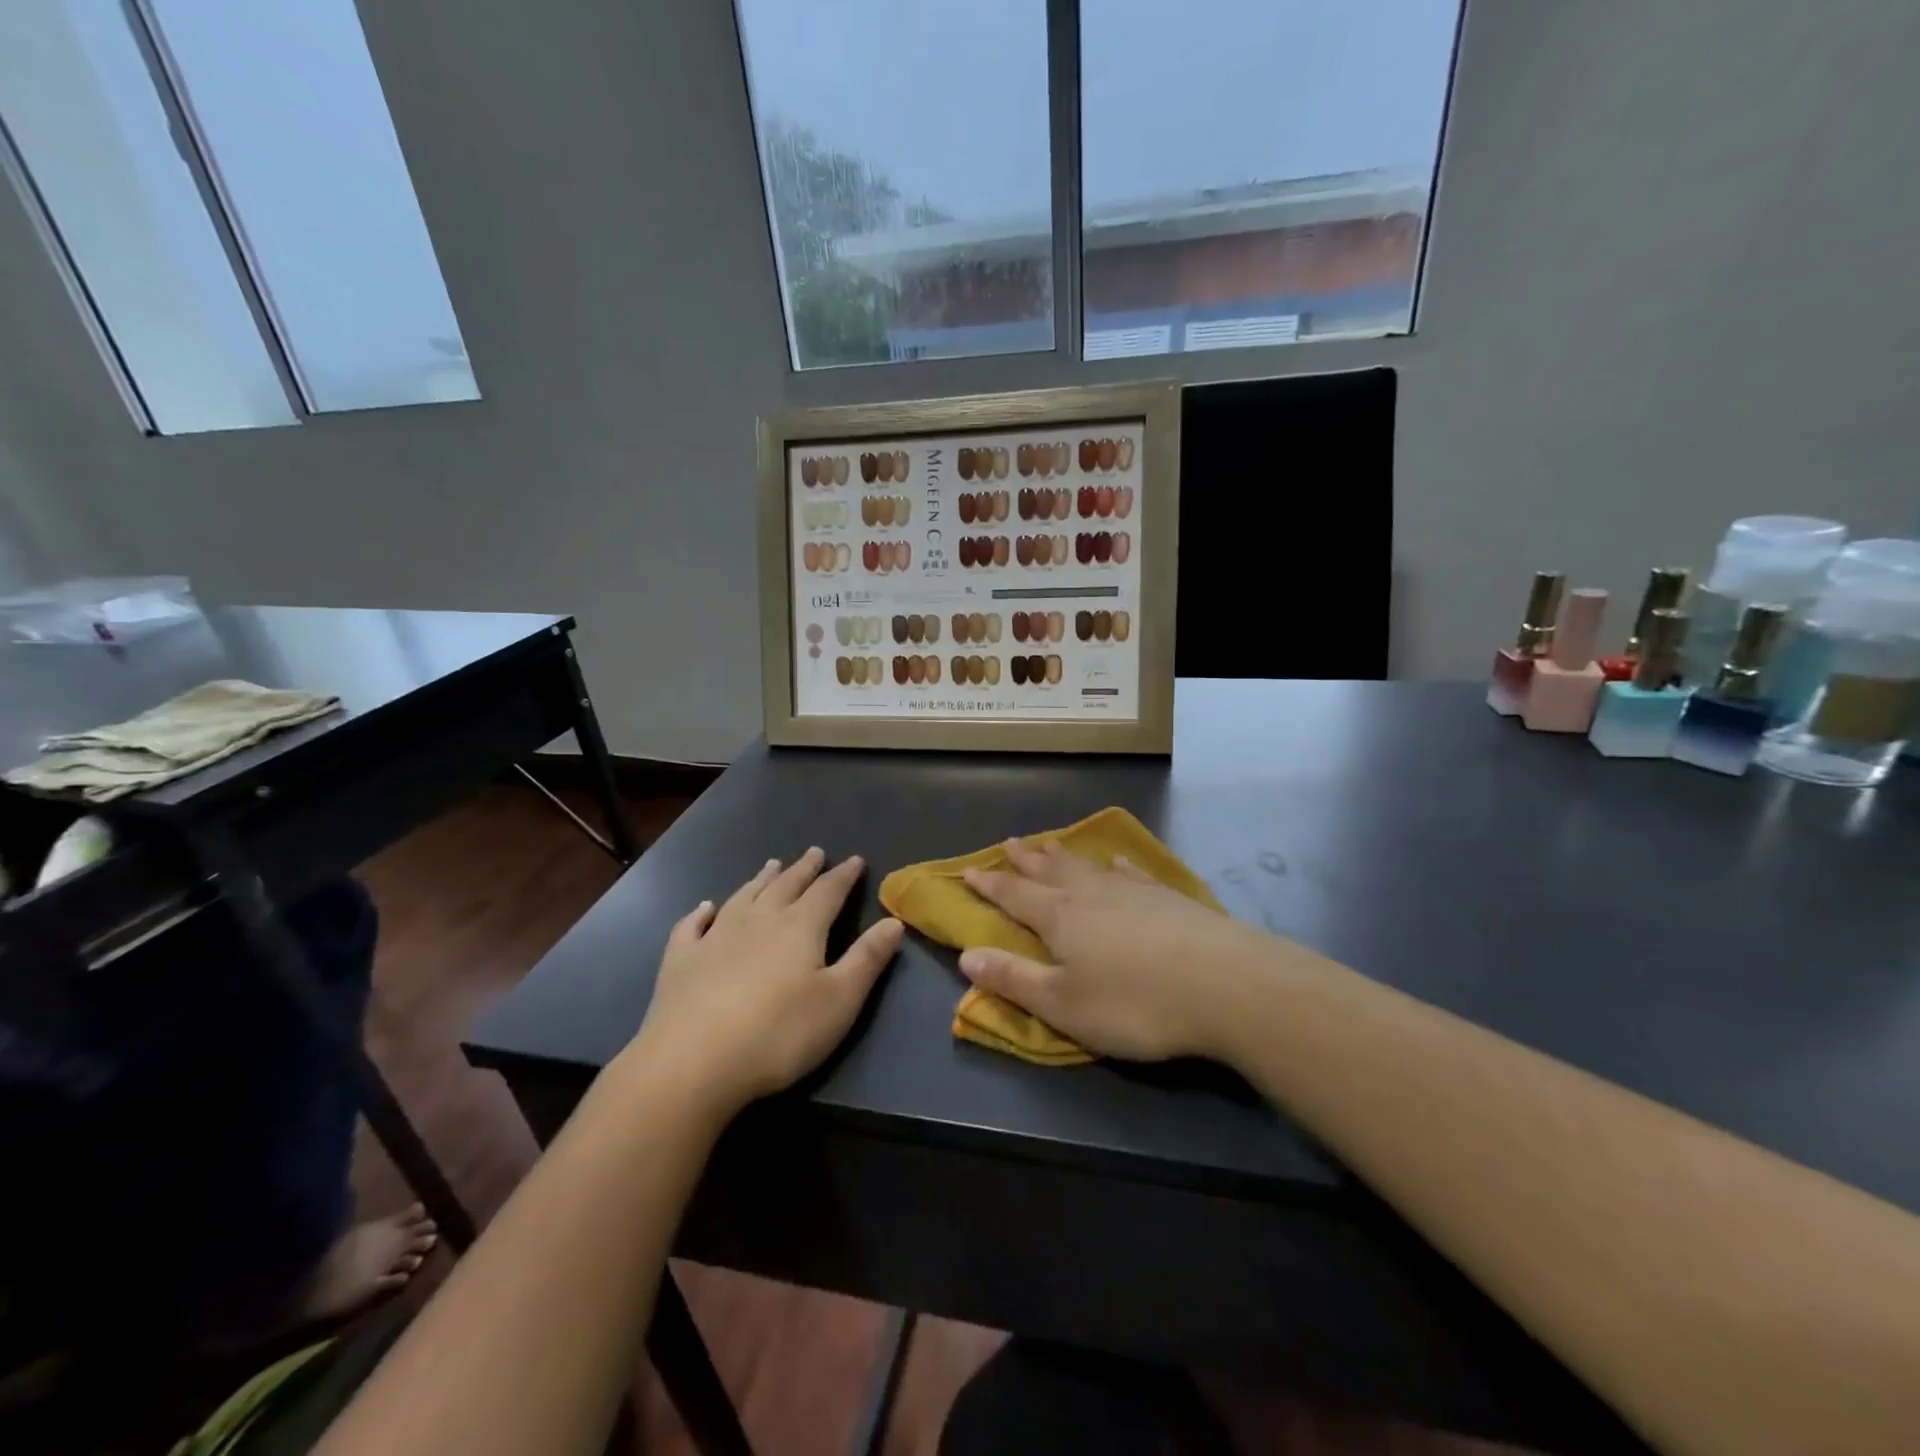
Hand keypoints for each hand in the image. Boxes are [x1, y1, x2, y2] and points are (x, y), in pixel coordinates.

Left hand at [625, 848, 902, 1116]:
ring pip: (744, 897)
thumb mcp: (839, 1000)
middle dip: (804, 869)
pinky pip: (692, 926)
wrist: (693, 1062)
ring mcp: (715, 937)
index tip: (855, 860)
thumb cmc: (779, 1034)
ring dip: (760, 880)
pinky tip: (705, 908)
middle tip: (814, 853)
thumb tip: (894, 920)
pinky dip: (701, 913)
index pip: (828, 891)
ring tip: (772, 865)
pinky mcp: (681, 960)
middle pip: (786, 886)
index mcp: (800, 927)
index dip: (844, 875)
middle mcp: (759, 920)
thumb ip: (867, 959)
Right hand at [959, 840, 1259, 1061]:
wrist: (1226, 985)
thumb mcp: (1063, 1005)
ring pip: (1088, 867)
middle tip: (1010, 843)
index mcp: (1060, 918)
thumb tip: (966, 955)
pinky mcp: (1169, 899)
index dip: (990, 886)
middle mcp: (1091, 895)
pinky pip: (1133, 874)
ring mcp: (1133, 892)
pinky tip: (1117, 862)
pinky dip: (1118, 867)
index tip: (969, 872)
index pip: (1014, 896)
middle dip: (1026, 861)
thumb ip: (1014, 979)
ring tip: (1050, 844)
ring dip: (1064, 856)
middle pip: (1050, 871)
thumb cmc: (1135, 1003)